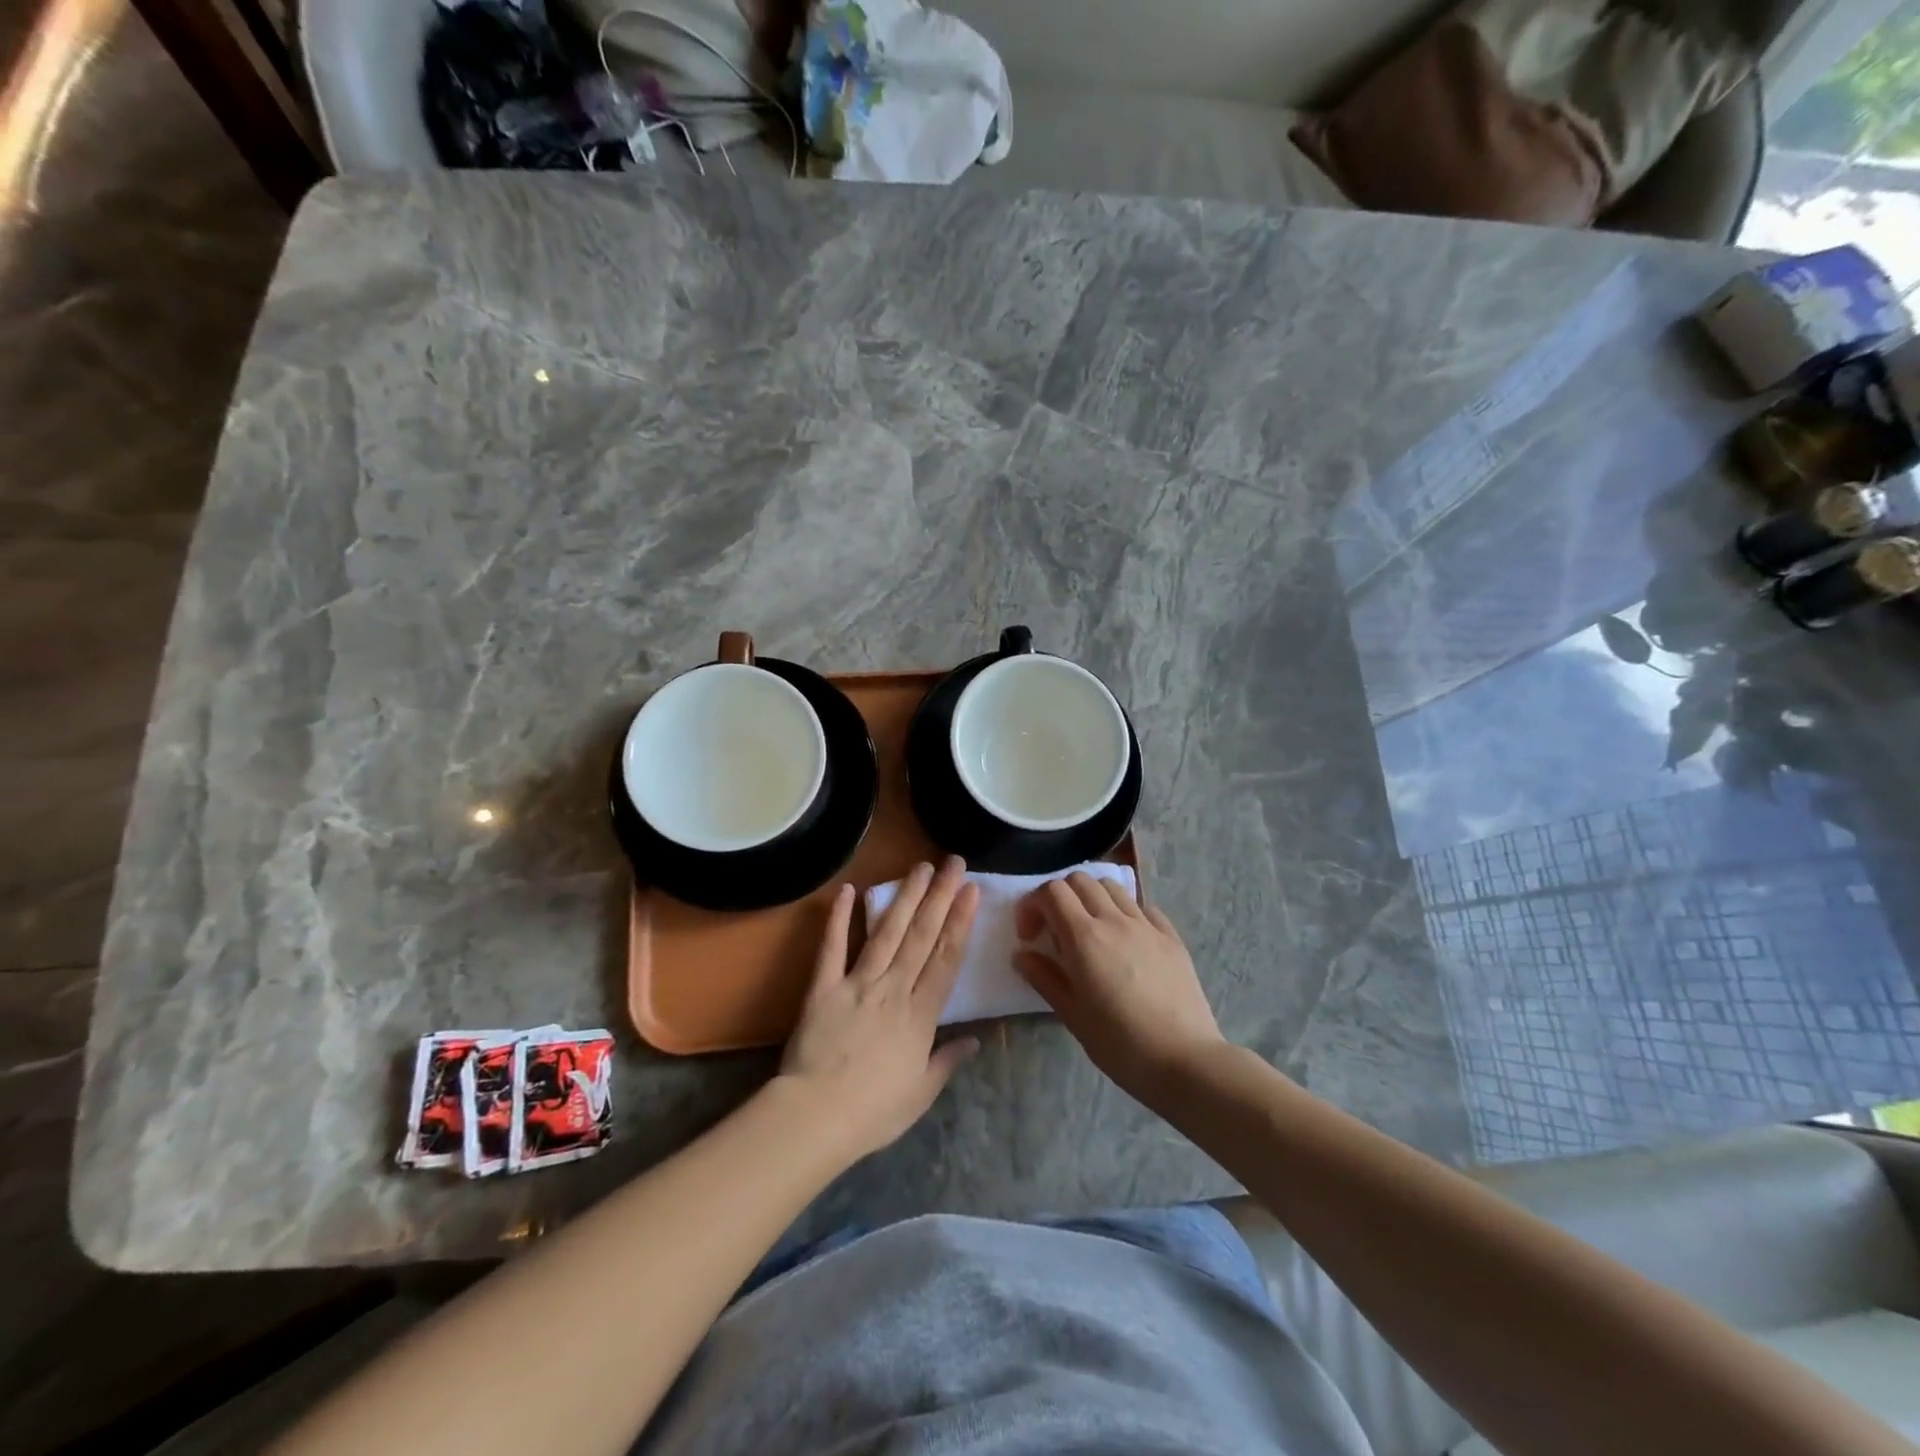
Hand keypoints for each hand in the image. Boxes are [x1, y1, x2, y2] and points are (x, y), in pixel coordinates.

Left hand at [777, 858, 980, 1160]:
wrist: (815, 1117)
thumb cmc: (874, 1111)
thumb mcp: (921, 1092)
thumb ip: (947, 1061)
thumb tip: (975, 1039)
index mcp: (920, 1014)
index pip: (946, 958)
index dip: (961, 921)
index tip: (972, 890)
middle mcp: (893, 989)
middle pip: (922, 936)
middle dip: (940, 896)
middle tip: (953, 862)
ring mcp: (857, 983)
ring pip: (886, 933)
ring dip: (904, 897)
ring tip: (920, 867)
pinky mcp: (823, 986)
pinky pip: (832, 947)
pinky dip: (838, 918)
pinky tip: (847, 890)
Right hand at [1014, 873, 1226, 1105]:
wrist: (1184, 1061)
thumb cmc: (1120, 1044)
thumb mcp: (1072, 1015)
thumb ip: (1044, 978)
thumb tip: (1022, 955)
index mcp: (1084, 937)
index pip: (1051, 892)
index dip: (1032, 906)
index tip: (1030, 937)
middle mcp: (1114, 920)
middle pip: (1079, 881)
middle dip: (1060, 897)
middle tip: (1056, 931)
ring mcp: (1147, 925)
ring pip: (1112, 888)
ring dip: (1092, 899)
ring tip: (1090, 932)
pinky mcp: (1171, 937)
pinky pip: (1143, 908)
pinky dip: (1126, 913)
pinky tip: (1126, 941)